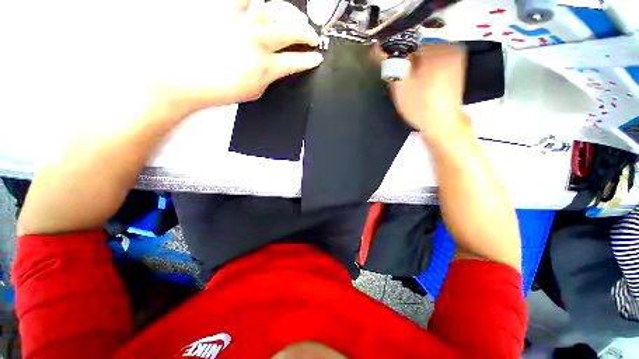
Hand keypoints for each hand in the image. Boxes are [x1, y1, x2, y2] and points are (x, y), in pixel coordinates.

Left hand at [147, 0, 323, 113]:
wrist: (185, 77)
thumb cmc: (218, 89)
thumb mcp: (253, 92)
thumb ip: (268, 77)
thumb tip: (275, 69)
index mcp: (267, 67)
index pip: (297, 62)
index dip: (310, 60)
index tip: (317, 57)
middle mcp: (260, 42)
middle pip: (292, 32)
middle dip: (307, 34)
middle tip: (311, 36)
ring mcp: (243, 23)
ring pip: (273, 8)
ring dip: (286, 14)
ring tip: (289, 18)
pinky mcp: (225, 10)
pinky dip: (254, 1)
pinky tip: (258, 5)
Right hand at [380, 44, 466, 138]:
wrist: (442, 122)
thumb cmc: (419, 105)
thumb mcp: (399, 85)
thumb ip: (389, 64)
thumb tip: (376, 47)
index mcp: (435, 47)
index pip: (407, 44)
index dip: (396, 58)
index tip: (392, 73)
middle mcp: (448, 46)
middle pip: (417, 49)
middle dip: (406, 64)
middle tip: (403, 83)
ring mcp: (455, 56)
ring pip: (425, 56)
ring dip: (415, 68)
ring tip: (414, 87)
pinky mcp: (456, 66)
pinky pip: (434, 62)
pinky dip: (425, 71)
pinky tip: (423, 86)